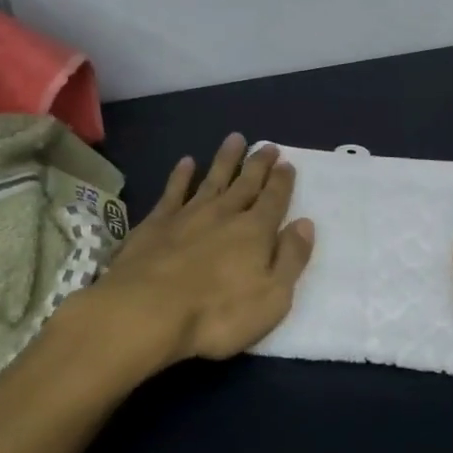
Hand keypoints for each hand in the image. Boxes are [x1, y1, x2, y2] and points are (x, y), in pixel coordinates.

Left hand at [86, 133, 314, 368]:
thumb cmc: (218, 313)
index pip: (274, 200)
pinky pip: (173, 191)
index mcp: (255, 232)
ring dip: (225, 160)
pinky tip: (186, 162)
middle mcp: (224, 215)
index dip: (282, 182)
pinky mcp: (156, 223)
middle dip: (258, 165)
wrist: (147, 311)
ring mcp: (187, 215)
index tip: (287, 163)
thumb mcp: (272, 296)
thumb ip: (290, 258)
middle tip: (268, 146)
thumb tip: (305, 224)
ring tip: (235, 138)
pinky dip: (181, 175)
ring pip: (212, 179)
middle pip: (245, 184)